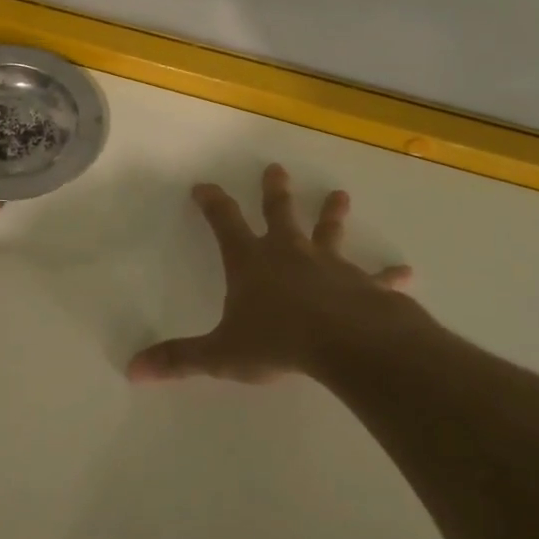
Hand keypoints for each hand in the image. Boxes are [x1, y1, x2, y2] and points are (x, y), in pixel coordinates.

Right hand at [127, 164, 419, 383]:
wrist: (344, 343)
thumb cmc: (277, 341)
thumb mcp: (221, 354)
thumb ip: (179, 360)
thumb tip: (133, 369)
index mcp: (251, 262)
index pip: (225, 222)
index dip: (212, 203)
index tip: (203, 186)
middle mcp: (289, 253)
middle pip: (279, 214)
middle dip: (274, 192)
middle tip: (275, 169)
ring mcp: (329, 265)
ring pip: (328, 232)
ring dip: (332, 214)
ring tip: (340, 195)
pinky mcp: (362, 284)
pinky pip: (376, 277)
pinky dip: (388, 275)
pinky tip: (406, 273)